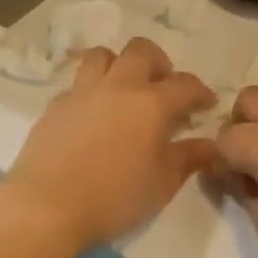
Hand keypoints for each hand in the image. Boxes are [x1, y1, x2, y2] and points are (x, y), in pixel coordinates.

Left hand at [3, 37, 216, 252]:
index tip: (206, 105)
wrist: (45, 207)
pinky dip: (91, 91)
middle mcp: (118, 87)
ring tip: (124, 90)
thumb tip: (212, 145)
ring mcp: (82, 93)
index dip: (201, 92)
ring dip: (119, 64)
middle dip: (159, 62)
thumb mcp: (162, 184)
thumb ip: (189, 158)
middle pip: (142, 50)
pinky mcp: (54, 106)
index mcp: (151, 103)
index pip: (185, 84)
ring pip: (103, 55)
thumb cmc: (114, 198)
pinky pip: (77, 84)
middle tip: (163, 88)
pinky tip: (93, 115)